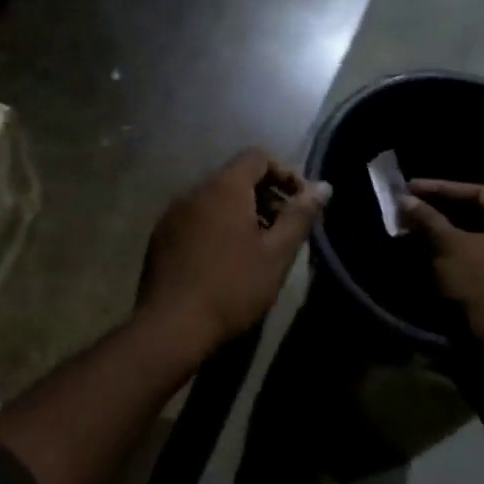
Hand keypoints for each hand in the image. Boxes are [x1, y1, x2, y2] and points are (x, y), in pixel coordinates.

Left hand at [138, 149, 330, 352]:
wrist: (171, 325)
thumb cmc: (232, 287)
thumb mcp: (276, 254)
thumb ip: (300, 215)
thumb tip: (323, 187)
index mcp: (224, 187)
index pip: (257, 157)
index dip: (284, 174)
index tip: (300, 204)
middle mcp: (194, 190)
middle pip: (235, 177)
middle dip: (265, 196)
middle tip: (283, 230)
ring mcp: (173, 213)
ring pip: (215, 198)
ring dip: (241, 212)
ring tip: (258, 247)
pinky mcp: (161, 235)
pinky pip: (196, 217)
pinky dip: (217, 226)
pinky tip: (226, 260)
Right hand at [400, 180, 483, 355]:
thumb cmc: (482, 286)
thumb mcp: (450, 246)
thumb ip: (428, 219)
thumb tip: (405, 199)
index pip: (479, 193)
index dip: (441, 188)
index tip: (411, 187)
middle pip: (480, 216)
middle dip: (441, 212)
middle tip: (410, 208)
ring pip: (478, 240)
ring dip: (445, 234)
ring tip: (413, 231)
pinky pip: (482, 261)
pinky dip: (456, 255)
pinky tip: (428, 255)